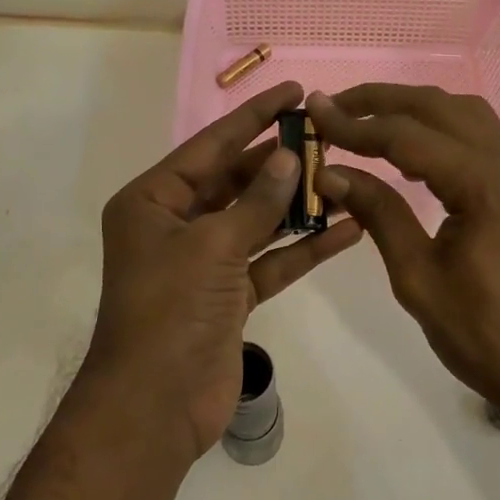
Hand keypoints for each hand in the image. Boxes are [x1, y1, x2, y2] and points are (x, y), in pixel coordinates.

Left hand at [87, 81, 362, 460]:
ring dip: (298, 203)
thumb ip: (257, 201)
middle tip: (328, 135)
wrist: (155, 407)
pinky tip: (347, 229)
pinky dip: (303, 248)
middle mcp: (176, 224)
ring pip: (257, 220)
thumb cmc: (170, 310)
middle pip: (235, 181)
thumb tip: (291, 157)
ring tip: (345, 174)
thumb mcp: (213, 245)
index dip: (253, 117)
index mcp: (153, 201)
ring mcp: (204, 262)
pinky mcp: (230, 296)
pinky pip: (270, 260)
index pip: (210, 146)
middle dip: (280, 161)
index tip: (292, 92)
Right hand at [306, 85, 499, 420]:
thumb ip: (378, 213)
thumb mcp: (418, 276)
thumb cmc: (482, 333)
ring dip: (411, 108)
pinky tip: (405, 150)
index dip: (355, 124)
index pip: (407, 135)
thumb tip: (329, 172)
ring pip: (460, 113)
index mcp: (484, 183)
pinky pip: (475, 135)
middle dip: (380, 100)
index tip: (313, 113)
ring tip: (364, 121)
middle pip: (437, 107)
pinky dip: (435, 128)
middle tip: (332, 107)